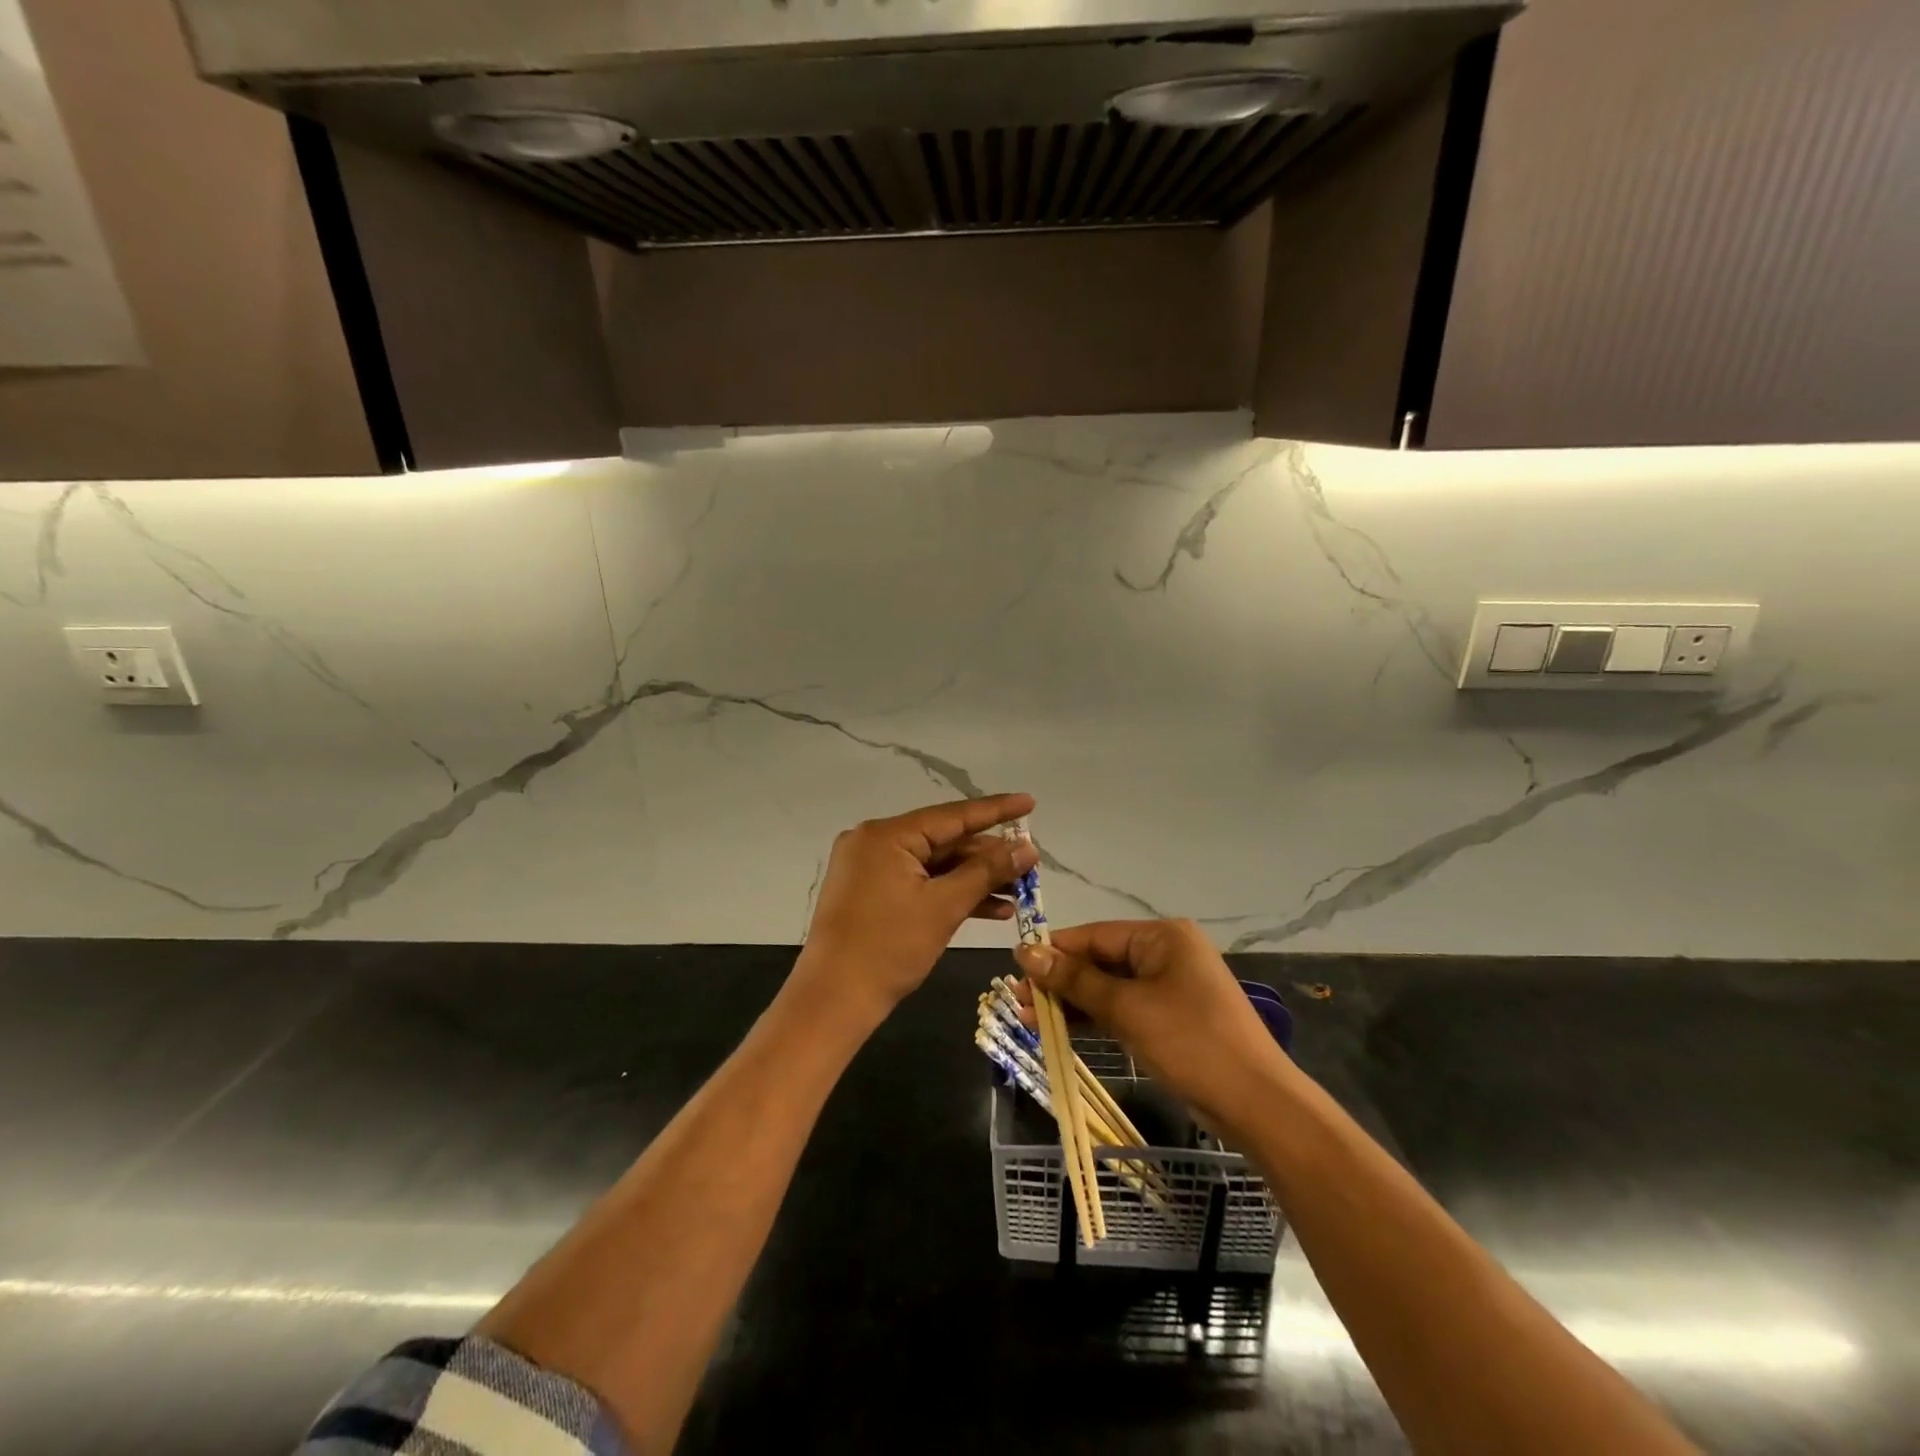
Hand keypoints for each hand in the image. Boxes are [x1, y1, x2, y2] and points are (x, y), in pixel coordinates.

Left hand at [797, 794, 1038, 1025]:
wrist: (834, 1001)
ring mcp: (870, 869)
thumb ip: (987, 872)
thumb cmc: (889, 948)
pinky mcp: (871, 894)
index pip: (952, 815)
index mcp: (886, 835)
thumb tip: (1027, 848)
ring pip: (934, 865)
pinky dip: (950, 894)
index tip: (1029, 802)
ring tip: (1019, 891)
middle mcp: (875, 842)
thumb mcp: (944, 906)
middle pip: (943, 841)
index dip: (995, 810)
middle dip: (988, 856)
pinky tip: (991, 909)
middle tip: (1030, 863)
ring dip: (974, 879)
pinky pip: (919, 883)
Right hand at [1015, 919, 1293, 1136]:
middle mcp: (1166, 953)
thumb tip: (1026, 951)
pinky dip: (1095, 1019)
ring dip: (1072, 1003)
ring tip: (1029, 1018)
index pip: (1094, 935)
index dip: (1053, 951)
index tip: (1014, 967)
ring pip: (1108, 988)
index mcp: (1162, 937)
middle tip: (1017, 1000)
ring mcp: (1170, 987)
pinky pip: (1124, 1009)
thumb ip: (1075, 980)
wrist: (1258, 1104)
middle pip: (1099, 961)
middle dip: (1059, 981)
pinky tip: (1062, 1029)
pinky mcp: (1171, 1018)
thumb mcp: (1127, 1009)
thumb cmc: (1191, 1043)